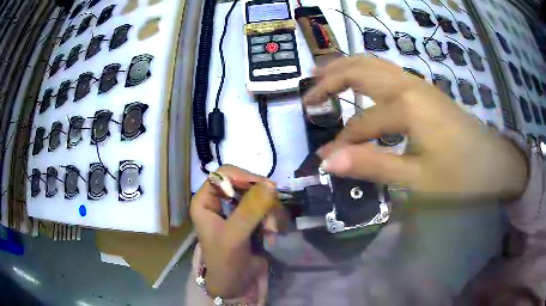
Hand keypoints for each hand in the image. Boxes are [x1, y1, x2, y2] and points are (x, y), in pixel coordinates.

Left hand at [190, 166, 281, 297]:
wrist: (235, 285)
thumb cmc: (225, 262)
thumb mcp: (234, 236)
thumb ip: (250, 210)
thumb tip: (271, 183)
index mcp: (205, 200)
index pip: (224, 174)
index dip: (244, 178)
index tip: (265, 190)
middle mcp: (219, 201)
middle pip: (245, 183)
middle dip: (262, 201)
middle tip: (271, 219)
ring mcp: (236, 210)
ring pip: (259, 196)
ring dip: (270, 212)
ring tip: (273, 232)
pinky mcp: (250, 219)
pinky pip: (266, 208)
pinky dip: (273, 220)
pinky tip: (273, 235)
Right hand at [304, 56, 527, 199]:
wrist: (495, 164)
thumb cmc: (461, 176)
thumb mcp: (418, 179)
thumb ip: (373, 165)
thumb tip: (328, 161)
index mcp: (406, 105)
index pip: (361, 122)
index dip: (341, 142)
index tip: (324, 159)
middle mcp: (409, 85)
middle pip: (360, 68)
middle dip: (330, 79)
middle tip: (308, 94)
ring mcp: (419, 84)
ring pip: (374, 64)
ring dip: (346, 68)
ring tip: (324, 77)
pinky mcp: (426, 91)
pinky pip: (388, 72)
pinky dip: (366, 73)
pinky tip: (362, 86)